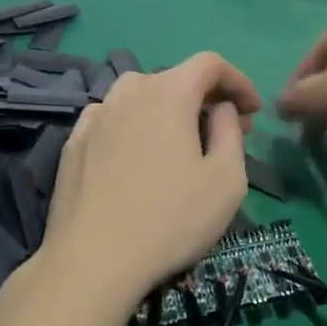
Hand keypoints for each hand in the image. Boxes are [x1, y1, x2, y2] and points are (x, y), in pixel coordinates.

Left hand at [37, 53, 261, 312]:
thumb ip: (230, 131)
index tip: (253, 111)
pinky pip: (112, 119)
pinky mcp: (73, 144)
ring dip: (166, 109)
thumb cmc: (171, 219)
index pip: (210, 64)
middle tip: (226, 131)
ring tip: (179, 141)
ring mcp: (95, 117)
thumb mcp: (226, 179)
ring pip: (139, 95)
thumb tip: (221, 108)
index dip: (238, 81)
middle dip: (206, 98)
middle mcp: (128, 92)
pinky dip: (133, 126)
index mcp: (169, 93)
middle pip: (174, 78)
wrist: (93, 261)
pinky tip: (136, 156)